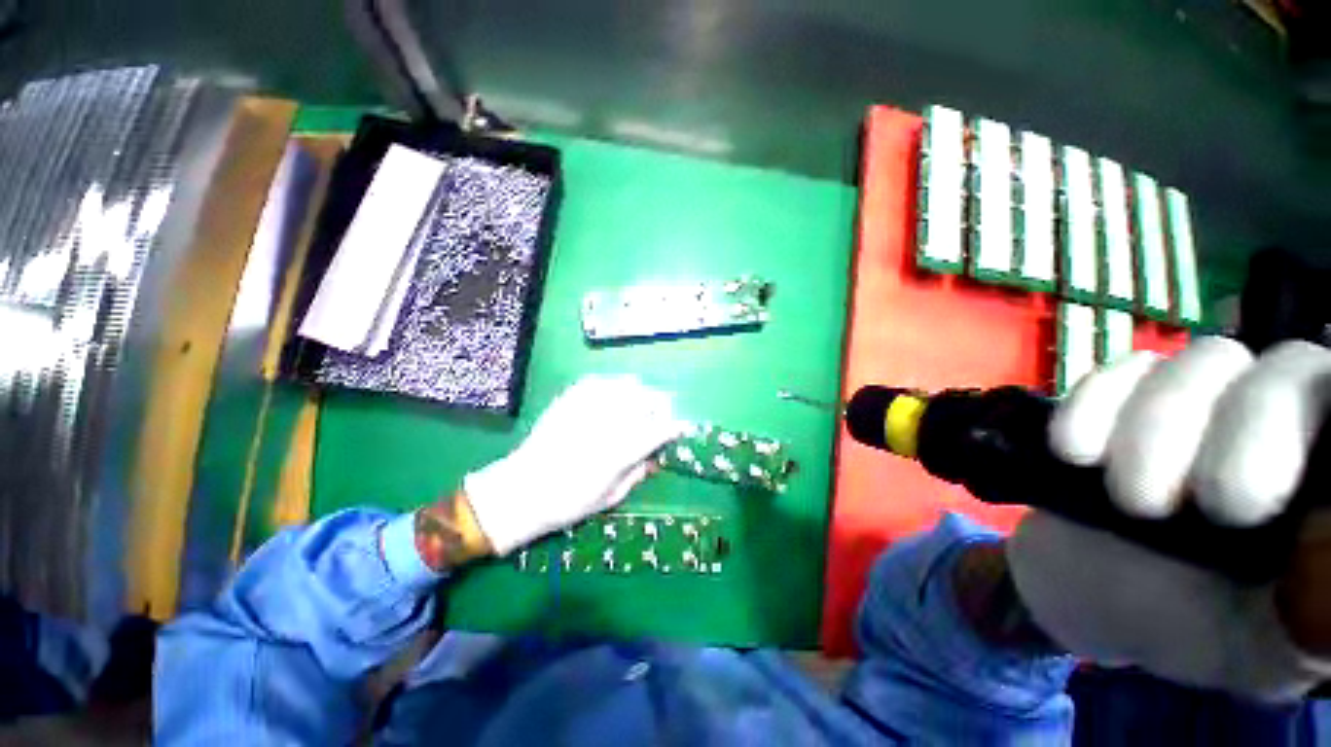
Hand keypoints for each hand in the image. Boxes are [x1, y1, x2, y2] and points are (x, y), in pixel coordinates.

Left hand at [463, 374, 685, 555]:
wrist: (521, 490)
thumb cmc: (569, 502)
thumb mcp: (611, 497)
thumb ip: (639, 472)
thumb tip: (657, 457)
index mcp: (621, 451)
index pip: (661, 430)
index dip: (676, 427)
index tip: (681, 428)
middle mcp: (609, 422)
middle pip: (649, 399)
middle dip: (661, 407)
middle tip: (657, 419)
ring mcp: (589, 406)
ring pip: (628, 384)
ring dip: (639, 394)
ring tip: (636, 407)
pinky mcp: (571, 398)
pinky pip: (600, 381)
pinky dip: (613, 386)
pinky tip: (611, 397)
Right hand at [1007, 338, 1330, 699]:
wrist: (1096, 598)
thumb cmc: (1195, 633)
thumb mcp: (1273, 645)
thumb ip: (1319, 603)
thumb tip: (1327, 538)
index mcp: (1328, 477)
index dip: (1312, 418)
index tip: (1258, 499)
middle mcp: (1283, 421)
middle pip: (1287, 370)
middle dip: (1245, 436)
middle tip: (1202, 509)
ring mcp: (1202, 404)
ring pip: (1202, 362)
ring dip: (1155, 430)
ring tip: (1130, 500)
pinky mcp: (1127, 401)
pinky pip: (1119, 371)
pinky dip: (1094, 406)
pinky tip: (1075, 453)